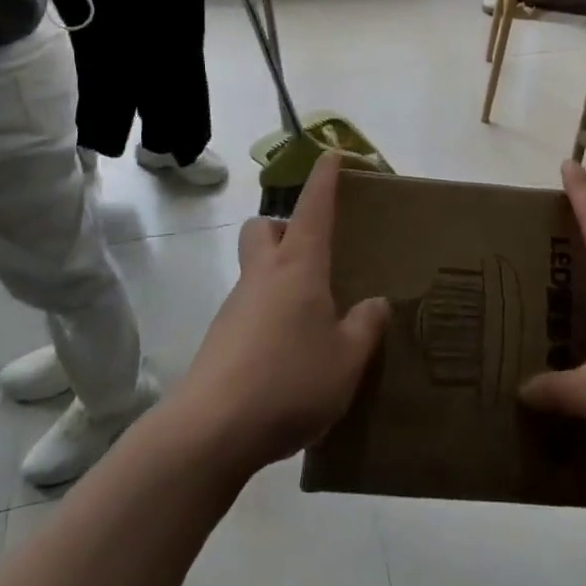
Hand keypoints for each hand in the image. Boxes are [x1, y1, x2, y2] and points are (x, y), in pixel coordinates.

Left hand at [173, 155, 389, 476]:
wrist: (210, 430)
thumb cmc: (289, 380)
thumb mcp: (347, 359)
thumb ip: (365, 327)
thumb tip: (375, 304)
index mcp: (298, 266)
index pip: (313, 206)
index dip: (324, 178)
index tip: (332, 154)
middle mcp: (263, 275)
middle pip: (264, 228)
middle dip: (284, 227)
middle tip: (315, 253)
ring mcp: (236, 306)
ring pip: (255, 270)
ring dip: (280, 277)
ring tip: (315, 317)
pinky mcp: (221, 339)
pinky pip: (250, 309)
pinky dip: (270, 315)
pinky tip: (290, 355)